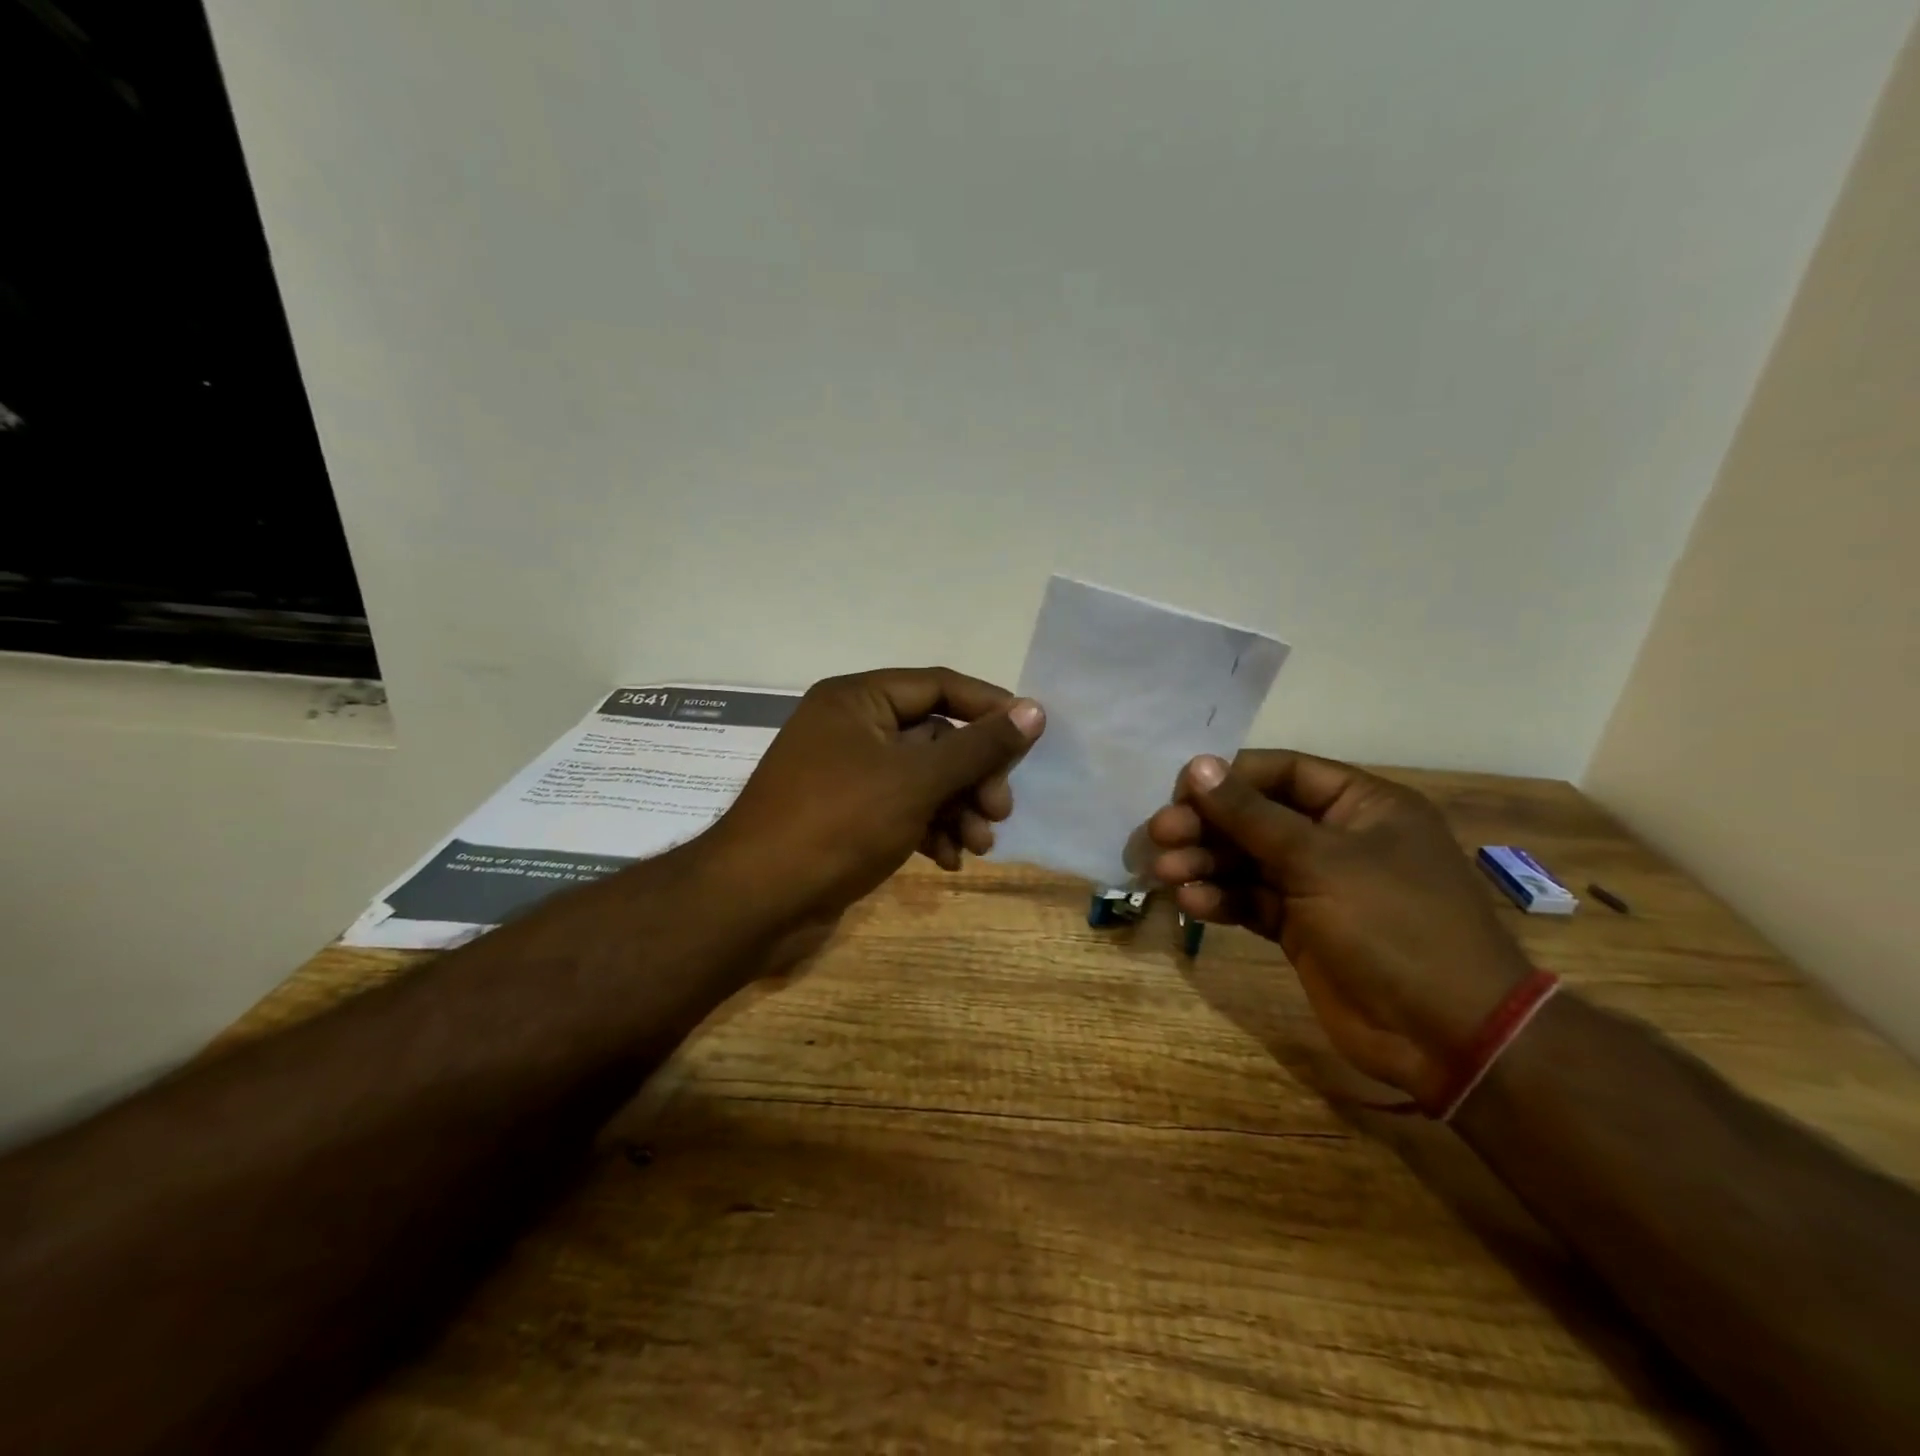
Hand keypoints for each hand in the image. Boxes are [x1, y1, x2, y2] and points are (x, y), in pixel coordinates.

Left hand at [705, 667, 1043, 930]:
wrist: (756, 901)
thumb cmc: (839, 823)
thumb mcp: (917, 780)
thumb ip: (978, 746)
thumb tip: (1035, 710)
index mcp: (858, 700)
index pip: (938, 685)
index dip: (988, 707)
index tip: (1030, 735)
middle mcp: (850, 728)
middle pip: (934, 737)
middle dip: (972, 775)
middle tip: (1000, 810)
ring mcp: (846, 774)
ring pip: (921, 779)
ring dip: (957, 809)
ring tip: (979, 846)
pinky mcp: (845, 816)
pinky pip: (901, 809)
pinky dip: (929, 830)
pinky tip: (947, 861)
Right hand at [1144, 751, 1528, 1107]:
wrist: (1447, 1035)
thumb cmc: (1393, 925)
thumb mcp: (1320, 861)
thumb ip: (1251, 815)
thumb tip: (1198, 765)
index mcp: (1362, 806)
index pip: (1282, 772)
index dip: (1228, 778)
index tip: (1179, 792)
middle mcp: (1339, 838)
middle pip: (1257, 817)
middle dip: (1207, 825)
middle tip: (1159, 835)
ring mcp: (1319, 886)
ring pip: (1248, 861)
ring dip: (1205, 864)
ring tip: (1166, 873)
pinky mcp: (1302, 928)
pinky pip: (1252, 901)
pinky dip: (1222, 900)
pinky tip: (1192, 904)